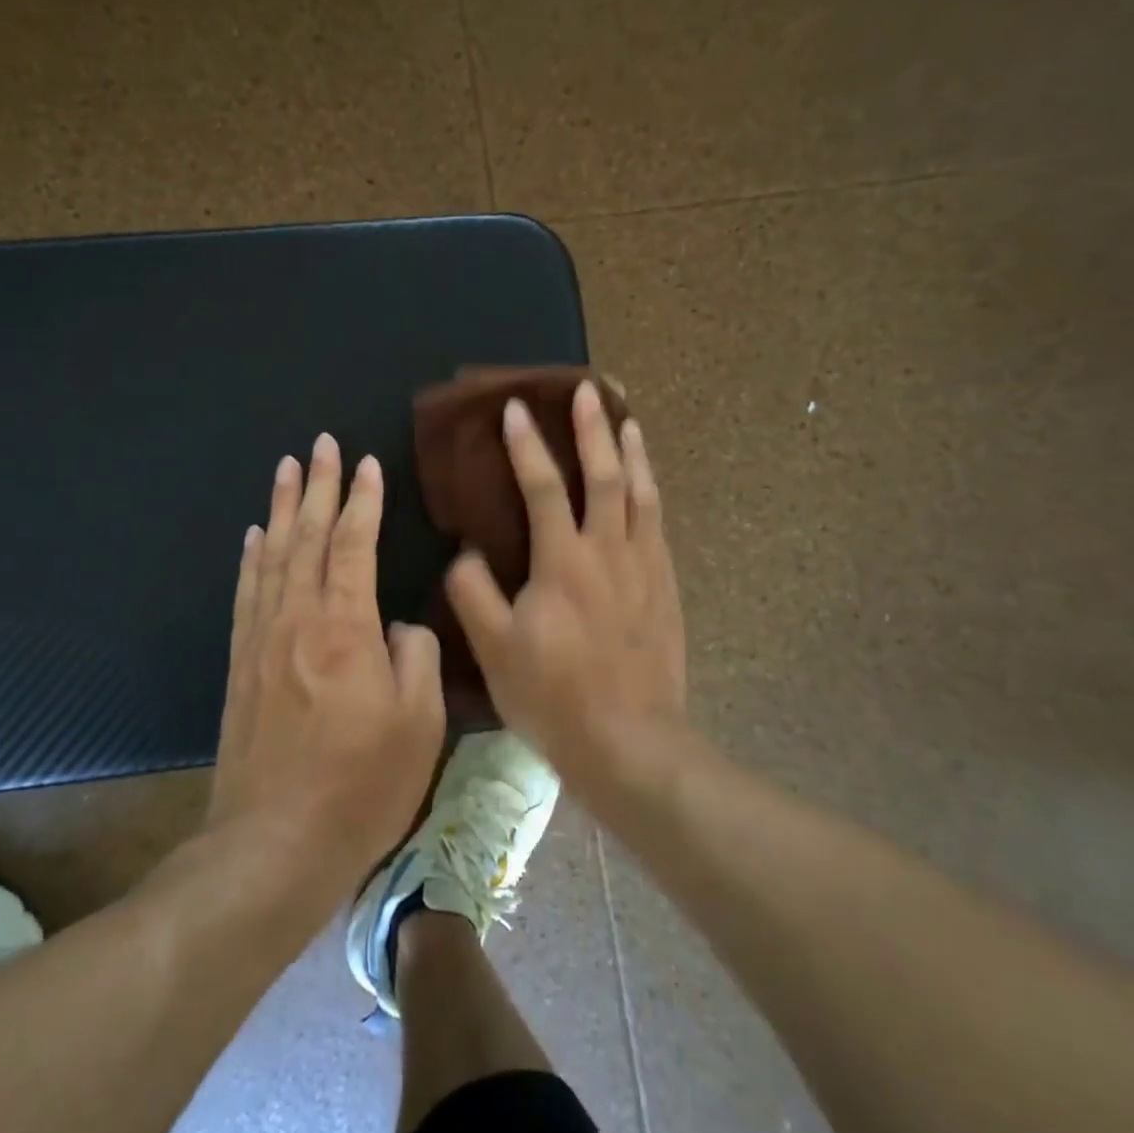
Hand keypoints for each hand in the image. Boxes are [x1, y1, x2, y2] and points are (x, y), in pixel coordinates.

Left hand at [209, 433, 445, 878]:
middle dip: (317, 486)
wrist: (272, 846)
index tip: (366, 463)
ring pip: (272, 555)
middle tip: (321, 444)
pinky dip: (252, 557)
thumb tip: (402, 625)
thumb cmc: (360, 786)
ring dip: (280, 508)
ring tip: (285, 469)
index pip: (354, 544)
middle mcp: (298, 619)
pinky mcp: (242, 664)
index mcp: (346, 627)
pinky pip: (247, 593)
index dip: (362, 500)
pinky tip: (254, 536)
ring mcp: (263, 639)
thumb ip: (417, 657)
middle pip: (306, 536)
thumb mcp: (419, 724)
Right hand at [445, 381, 687, 786]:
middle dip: (593, 428)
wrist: (633, 744)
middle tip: (588, 388)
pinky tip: (647, 484)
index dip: (527, 445)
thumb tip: (467, 552)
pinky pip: (658, 524)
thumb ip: (474, 593)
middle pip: (605, 475)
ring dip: (633, 451)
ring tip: (627, 418)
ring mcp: (645, 567)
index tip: (515, 410)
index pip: (544, 486)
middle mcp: (609, 551)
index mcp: (563, 561)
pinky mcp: (666, 587)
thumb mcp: (496, 650)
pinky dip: (651, 492)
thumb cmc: (556, 697)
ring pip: (642, 493)